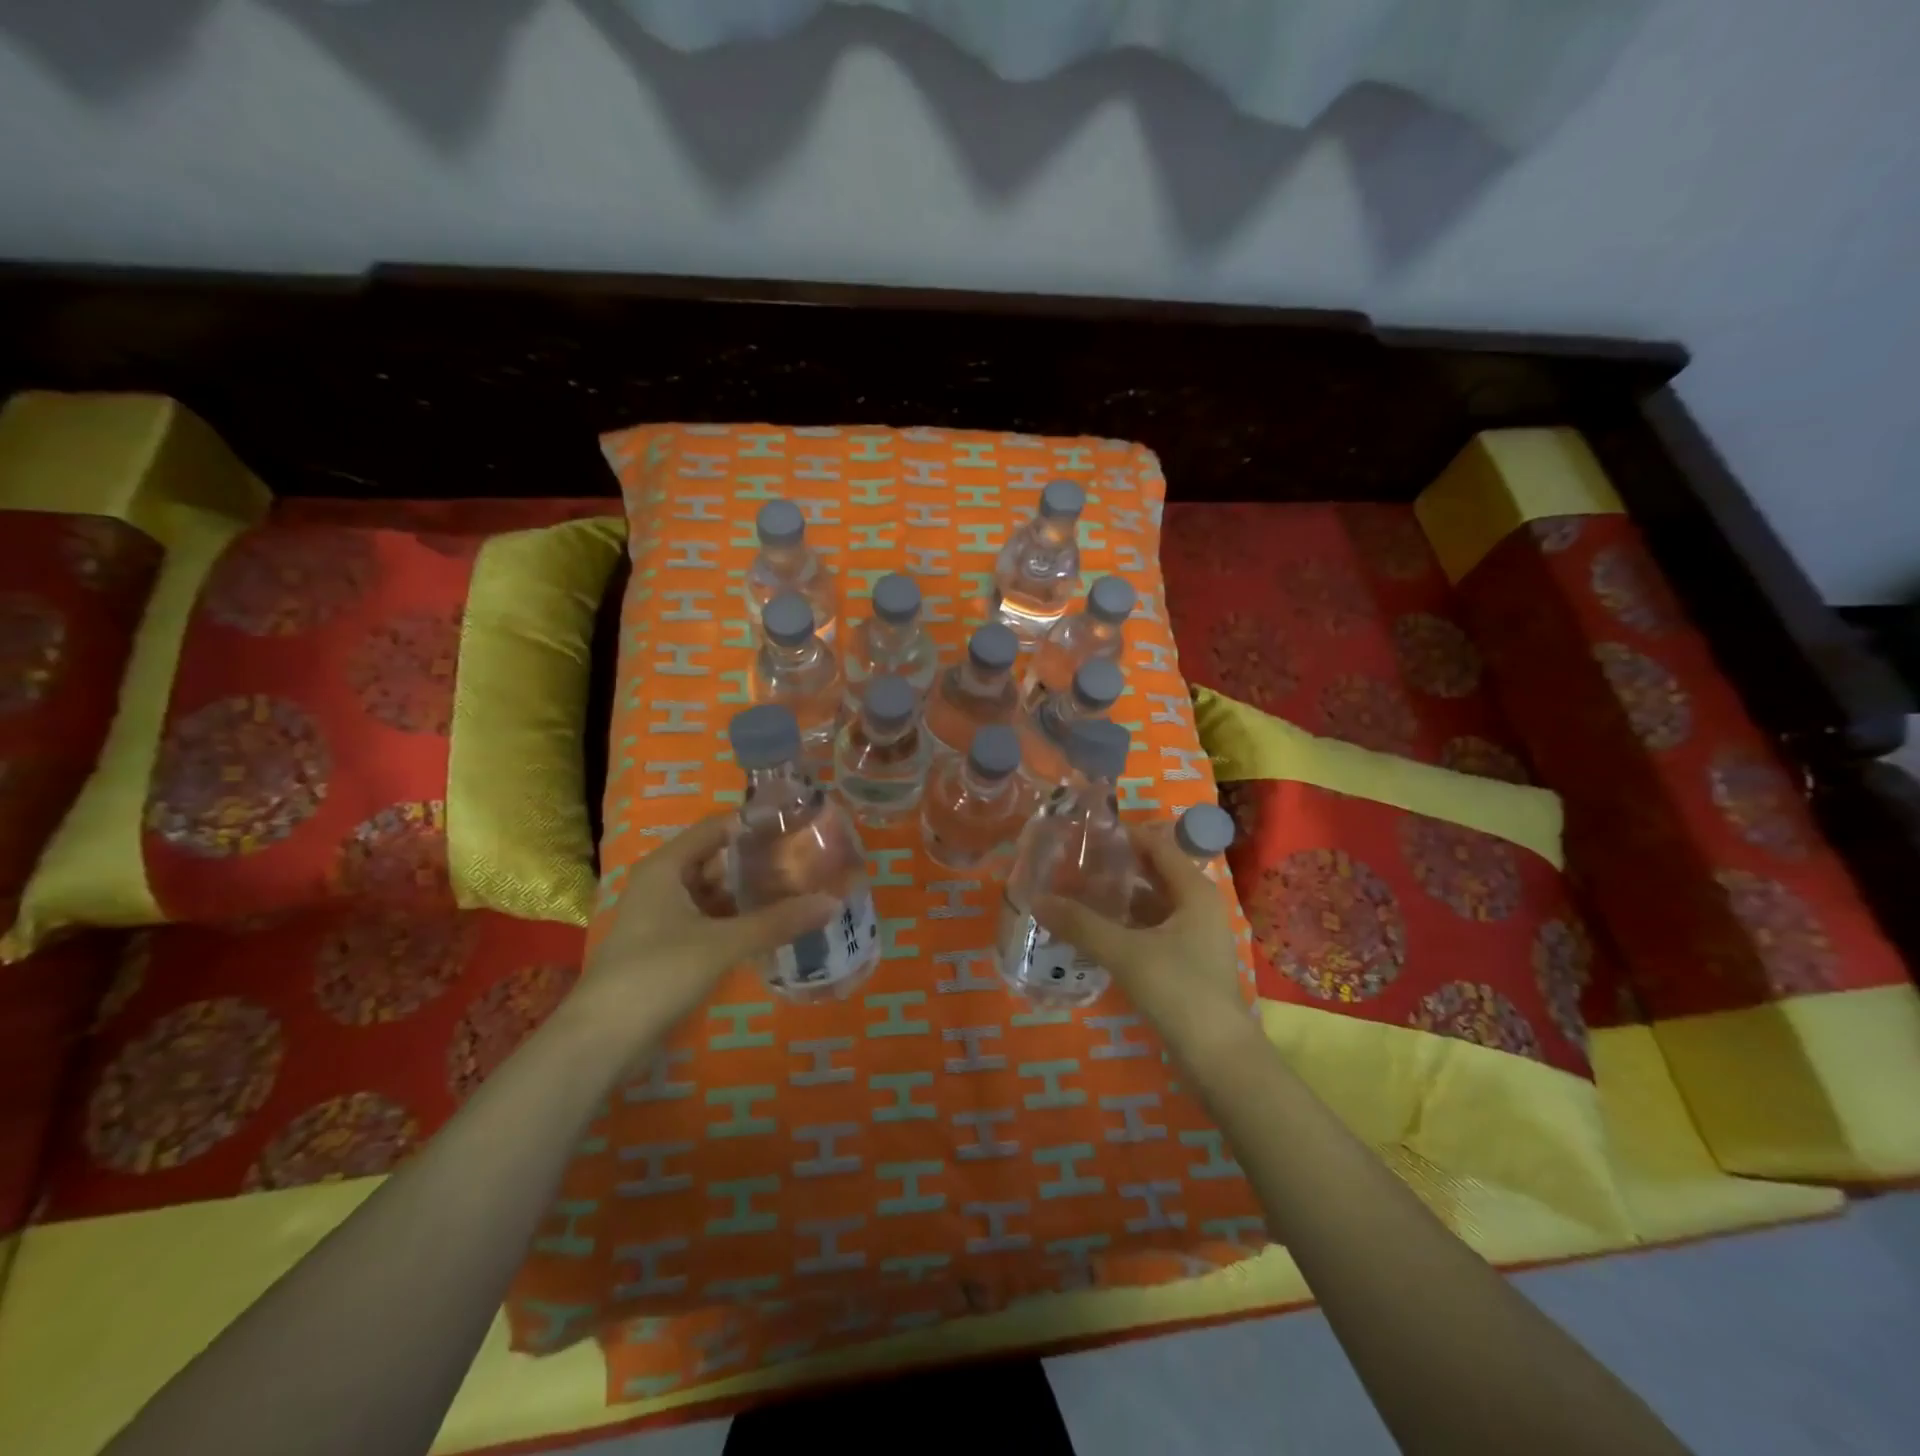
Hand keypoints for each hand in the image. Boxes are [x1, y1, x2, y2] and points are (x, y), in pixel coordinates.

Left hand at [565, 813, 835, 1049]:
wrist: (601, 1040)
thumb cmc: (657, 973)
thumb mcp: (722, 944)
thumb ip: (777, 921)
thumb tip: (832, 902)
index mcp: (667, 866)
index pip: (718, 828)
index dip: (756, 824)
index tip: (799, 824)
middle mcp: (664, 883)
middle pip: (719, 859)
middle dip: (761, 861)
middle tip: (809, 860)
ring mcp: (665, 917)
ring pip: (716, 893)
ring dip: (752, 893)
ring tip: (800, 889)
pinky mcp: (669, 947)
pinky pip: (712, 920)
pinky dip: (739, 920)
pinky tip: (773, 924)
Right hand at [1035, 823, 1245, 1054]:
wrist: (1218, 1057)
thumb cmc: (1179, 990)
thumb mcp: (1125, 952)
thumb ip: (1081, 924)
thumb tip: (1037, 899)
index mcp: (1193, 891)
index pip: (1157, 845)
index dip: (1123, 836)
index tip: (1085, 833)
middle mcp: (1198, 906)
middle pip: (1153, 874)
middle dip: (1116, 868)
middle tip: (1073, 863)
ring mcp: (1194, 937)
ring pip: (1151, 905)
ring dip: (1118, 899)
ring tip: (1076, 893)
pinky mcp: (1185, 963)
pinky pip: (1151, 930)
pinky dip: (1125, 926)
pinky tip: (1095, 931)